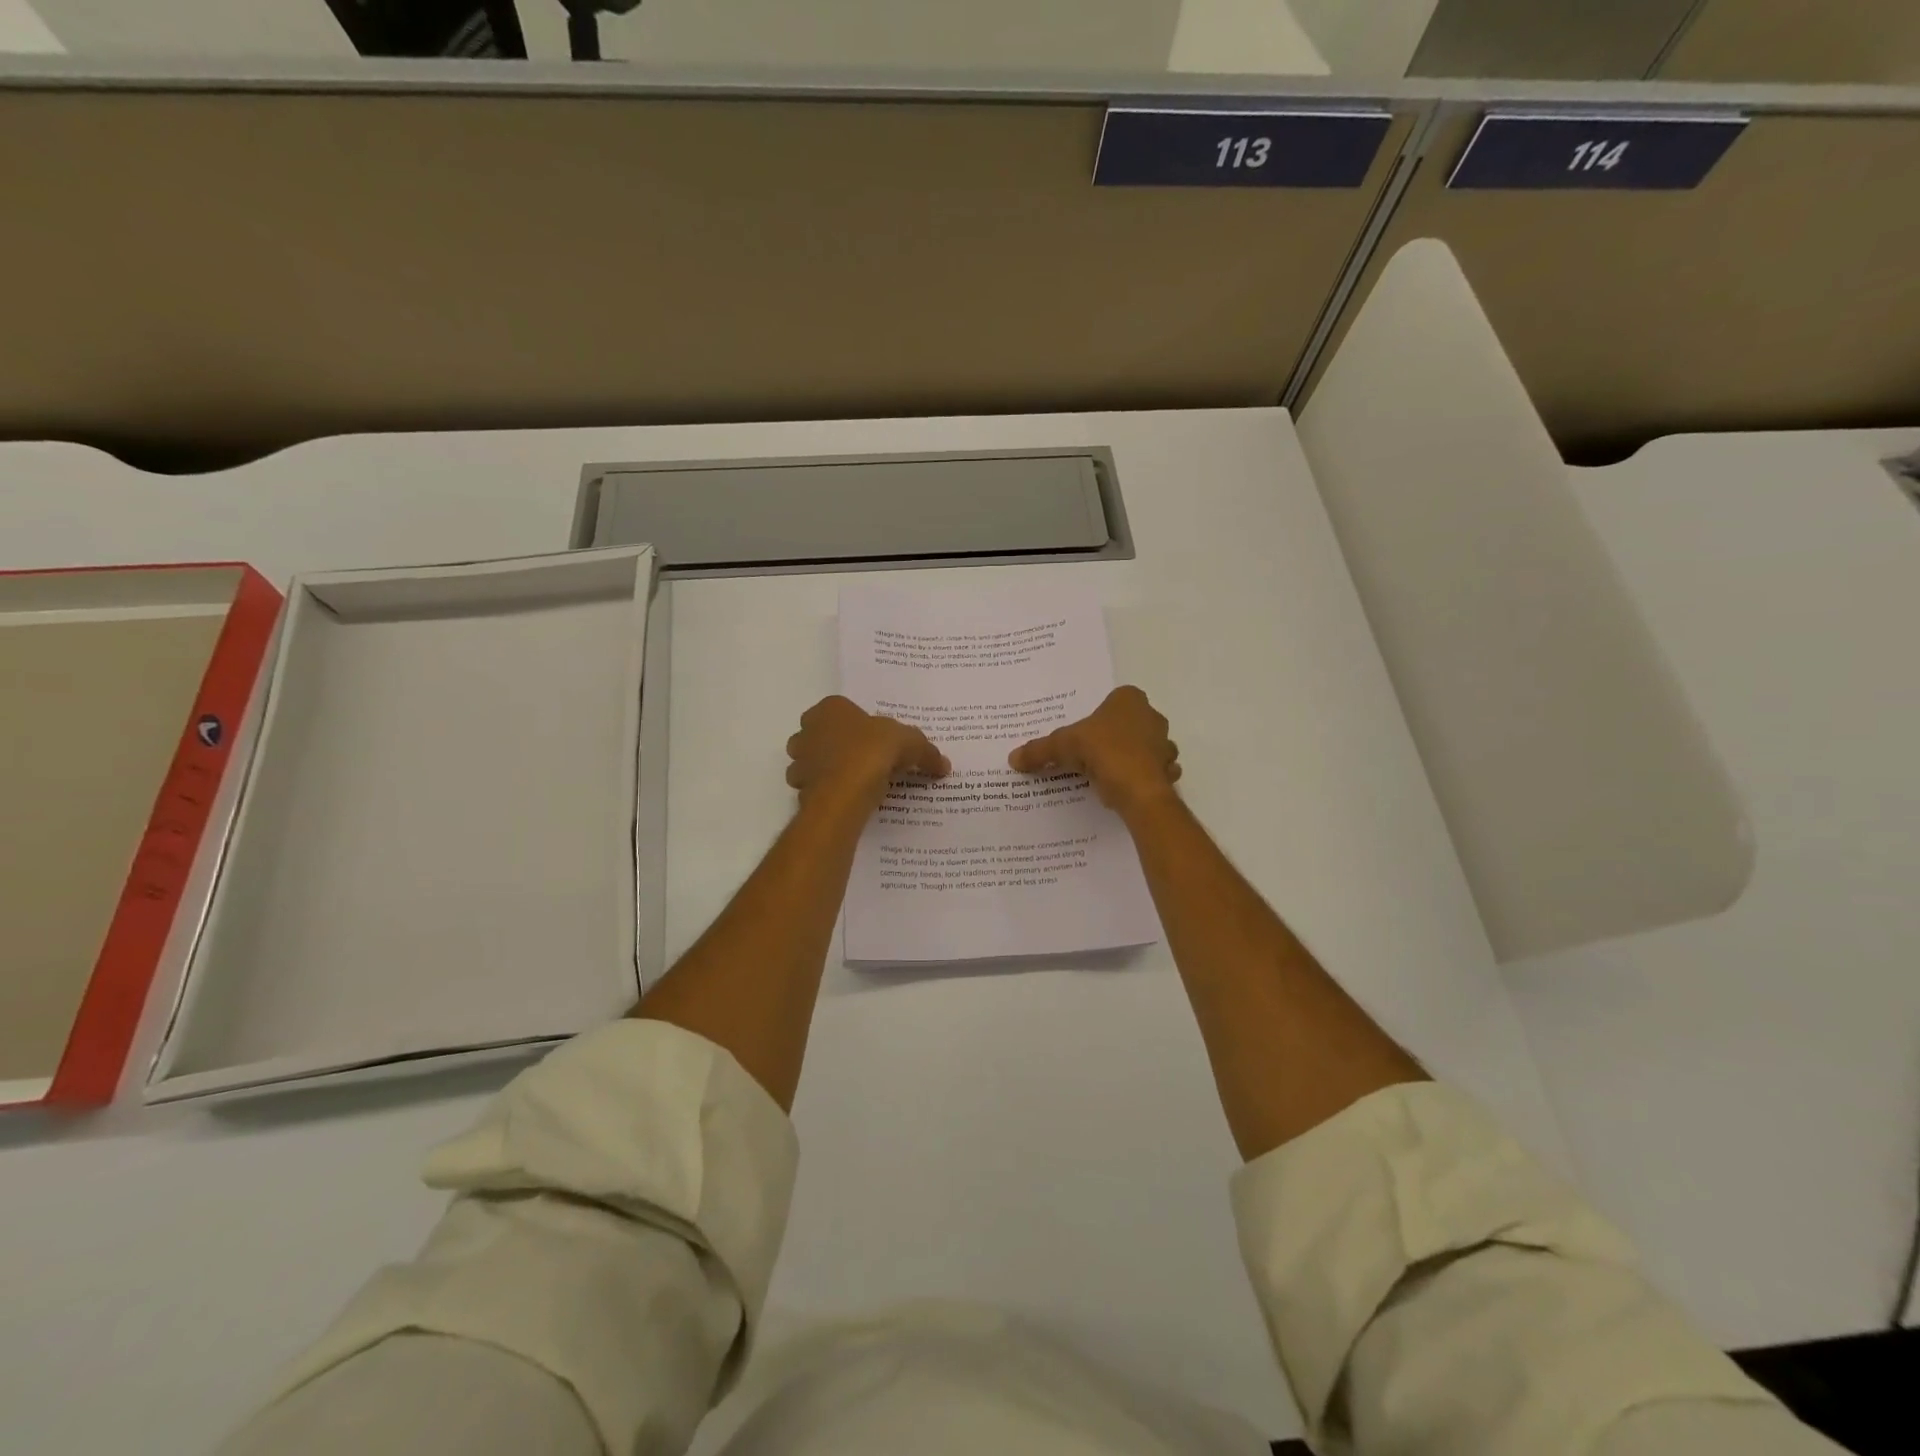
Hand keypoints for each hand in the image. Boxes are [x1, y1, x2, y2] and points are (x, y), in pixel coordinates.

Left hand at [786, 695, 949, 810]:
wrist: (844, 792)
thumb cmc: (872, 751)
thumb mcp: (910, 744)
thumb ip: (926, 752)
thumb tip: (944, 765)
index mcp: (830, 708)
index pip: (842, 710)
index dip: (860, 725)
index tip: (877, 741)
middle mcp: (807, 730)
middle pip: (823, 735)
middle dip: (839, 746)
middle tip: (866, 760)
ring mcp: (799, 760)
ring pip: (814, 762)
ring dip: (830, 770)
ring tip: (857, 783)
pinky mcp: (799, 788)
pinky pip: (815, 788)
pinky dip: (828, 793)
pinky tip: (848, 800)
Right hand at [1007, 686, 1180, 814]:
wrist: (1138, 789)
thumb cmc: (1103, 751)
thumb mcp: (1062, 746)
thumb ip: (1039, 750)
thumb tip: (1012, 758)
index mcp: (1129, 700)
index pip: (1113, 700)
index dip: (1098, 716)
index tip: (1084, 733)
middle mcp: (1152, 716)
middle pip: (1129, 724)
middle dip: (1114, 737)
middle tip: (1090, 754)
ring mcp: (1164, 744)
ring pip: (1144, 748)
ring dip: (1130, 758)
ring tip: (1106, 773)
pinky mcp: (1169, 771)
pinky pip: (1153, 772)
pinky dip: (1140, 778)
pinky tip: (1123, 788)